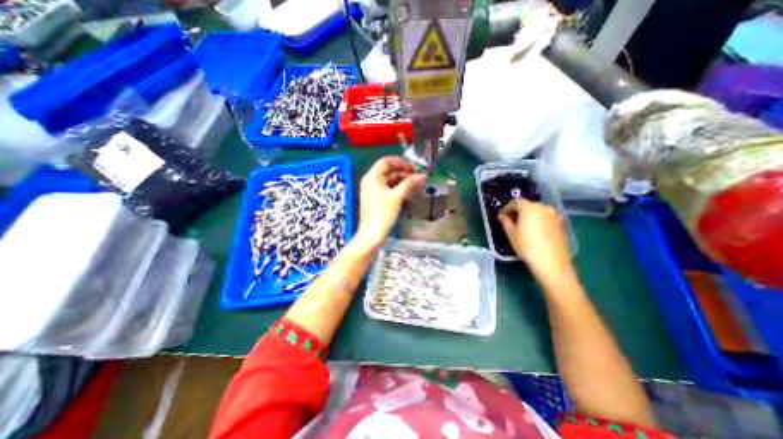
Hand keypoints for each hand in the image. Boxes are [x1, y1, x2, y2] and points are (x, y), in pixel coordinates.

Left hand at [357, 156, 425, 251]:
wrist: (372, 234)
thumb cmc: (383, 213)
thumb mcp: (397, 196)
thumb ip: (409, 183)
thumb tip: (422, 176)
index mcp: (372, 176)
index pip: (386, 161)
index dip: (401, 162)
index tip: (414, 167)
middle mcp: (370, 181)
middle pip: (387, 170)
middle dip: (403, 172)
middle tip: (417, 176)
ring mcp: (372, 190)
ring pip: (388, 180)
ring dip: (401, 180)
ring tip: (415, 184)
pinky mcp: (375, 198)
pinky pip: (387, 188)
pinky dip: (397, 188)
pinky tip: (407, 191)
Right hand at [502, 200, 573, 287]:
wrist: (551, 262)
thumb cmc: (526, 246)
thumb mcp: (511, 233)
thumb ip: (505, 221)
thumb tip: (502, 216)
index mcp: (529, 207)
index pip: (515, 202)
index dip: (506, 208)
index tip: (501, 216)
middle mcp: (543, 207)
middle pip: (527, 205)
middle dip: (518, 211)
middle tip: (510, 221)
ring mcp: (554, 215)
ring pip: (537, 211)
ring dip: (528, 215)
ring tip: (522, 226)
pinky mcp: (561, 224)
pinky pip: (545, 218)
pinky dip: (538, 220)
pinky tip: (534, 231)